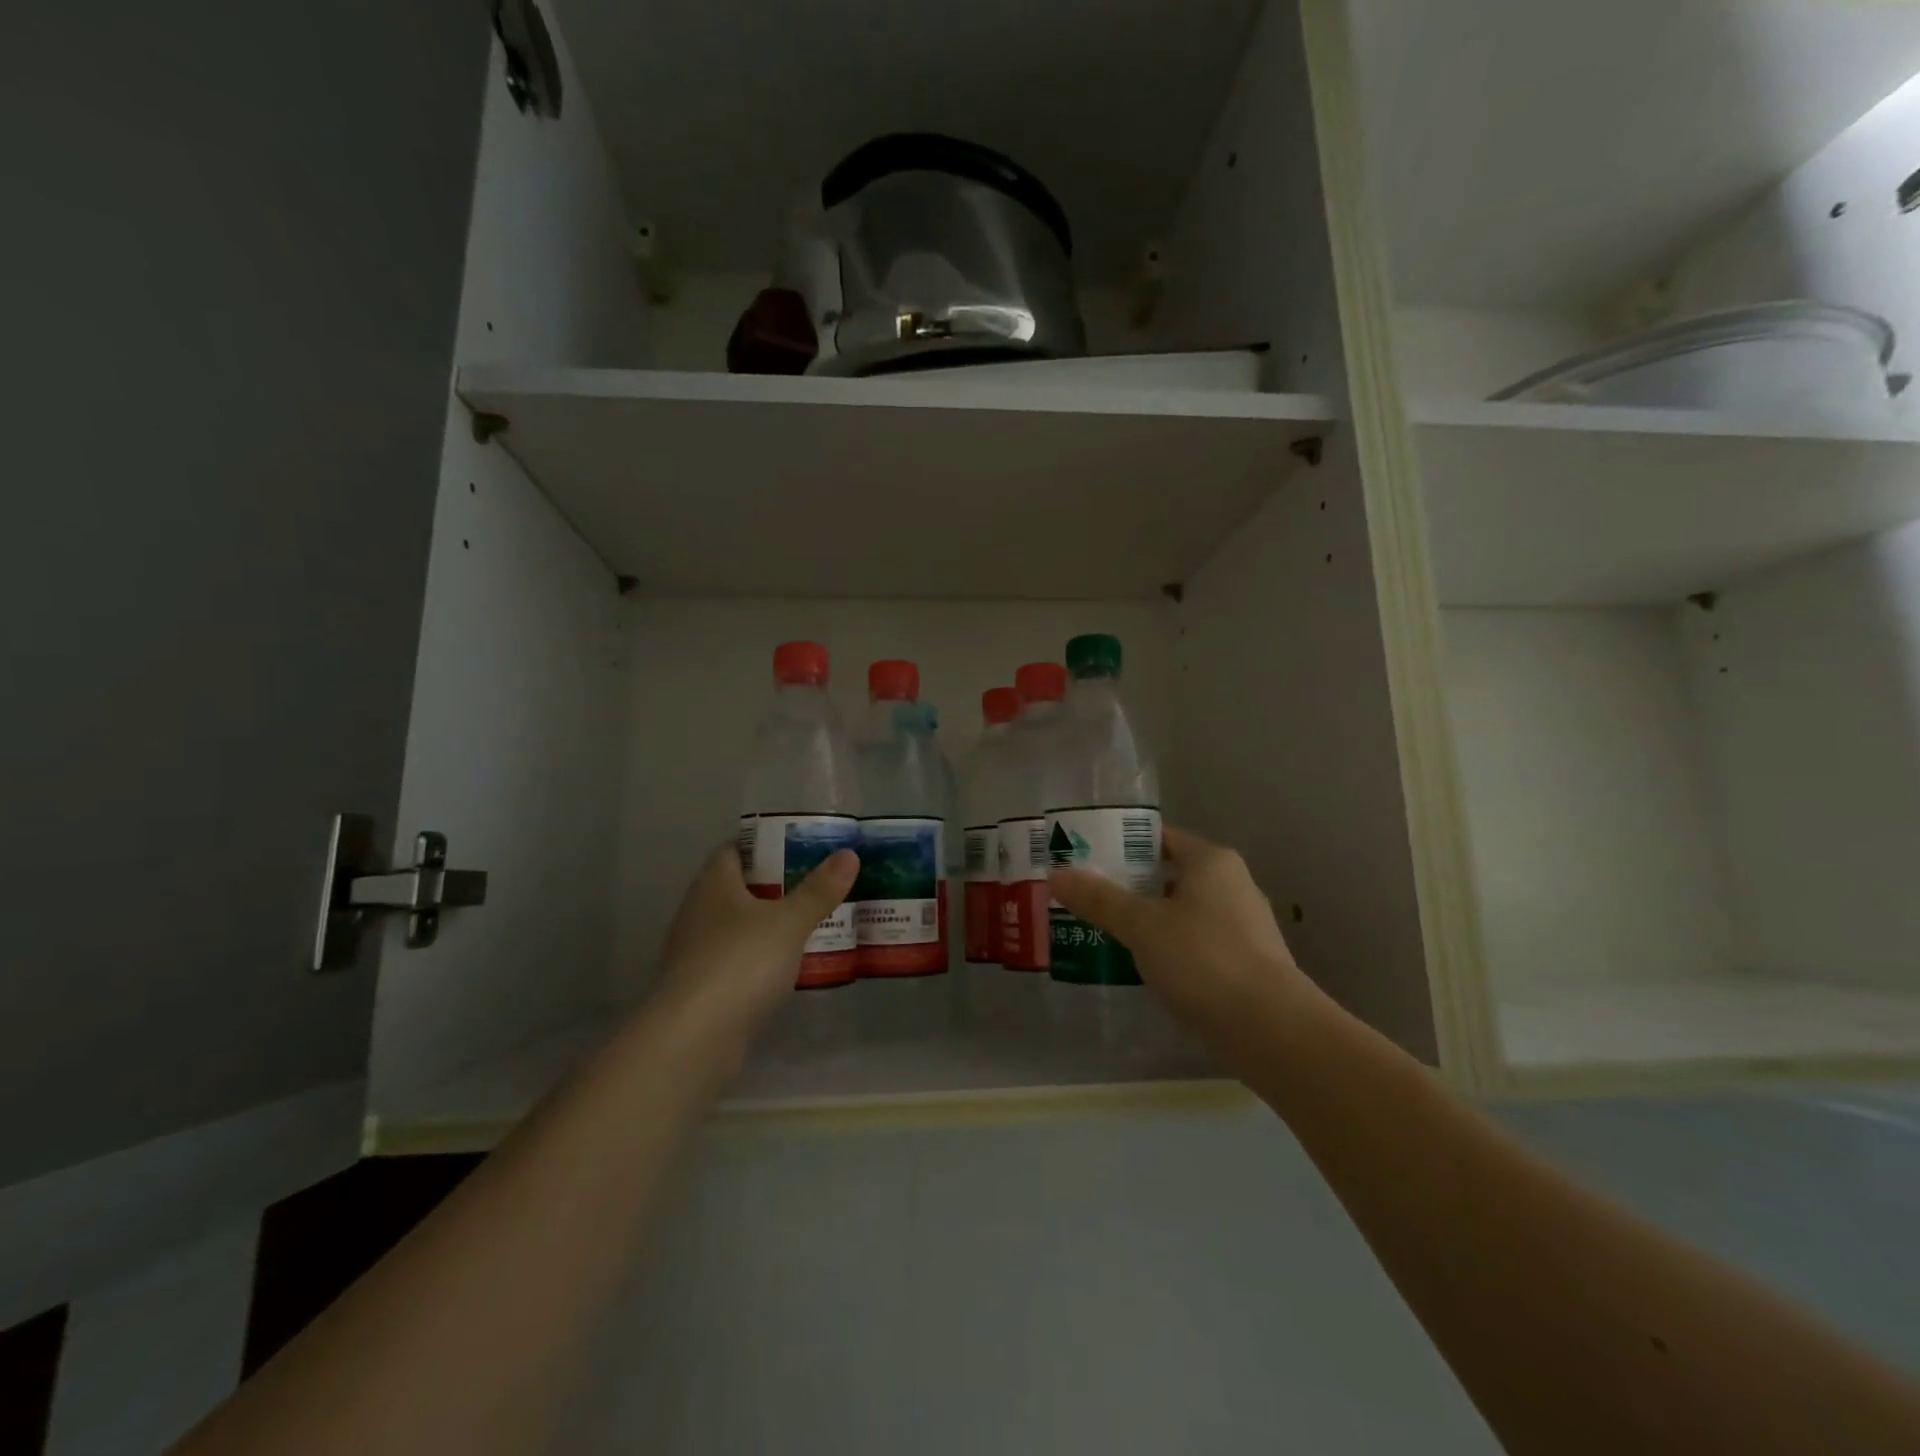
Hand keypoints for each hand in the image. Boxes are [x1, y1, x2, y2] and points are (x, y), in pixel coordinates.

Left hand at [649, 841, 859, 1050]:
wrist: (692, 1040)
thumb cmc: (740, 963)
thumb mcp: (789, 922)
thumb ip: (819, 890)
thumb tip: (849, 854)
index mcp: (713, 884)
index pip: (734, 849)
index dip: (765, 844)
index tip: (800, 846)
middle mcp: (699, 912)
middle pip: (739, 888)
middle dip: (776, 885)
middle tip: (819, 882)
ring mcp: (697, 953)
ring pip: (740, 927)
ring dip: (771, 925)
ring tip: (815, 921)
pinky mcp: (703, 989)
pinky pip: (739, 962)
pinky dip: (764, 959)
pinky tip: (793, 966)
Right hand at [1047, 826, 1319, 1056]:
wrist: (1271, 1031)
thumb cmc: (1204, 960)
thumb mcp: (1142, 926)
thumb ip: (1099, 899)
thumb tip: (1056, 875)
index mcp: (1212, 862)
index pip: (1160, 838)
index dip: (1121, 845)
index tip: (1085, 859)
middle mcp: (1232, 885)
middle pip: (1169, 874)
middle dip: (1128, 886)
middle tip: (1085, 897)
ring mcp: (1242, 927)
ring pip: (1181, 912)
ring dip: (1146, 920)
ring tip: (1103, 932)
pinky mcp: (1244, 964)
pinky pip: (1195, 944)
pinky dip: (1168, 949)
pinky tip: (1140, 967)